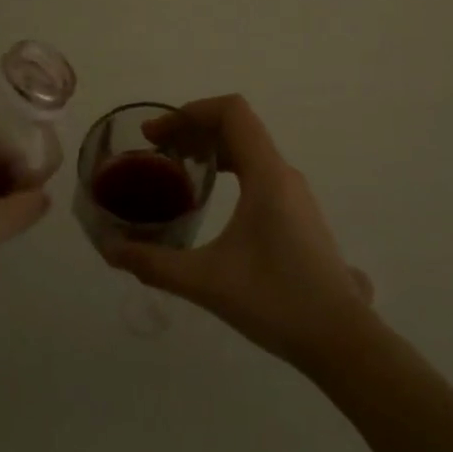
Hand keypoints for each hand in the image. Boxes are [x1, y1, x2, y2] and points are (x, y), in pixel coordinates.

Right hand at [102, 95, 374, 369]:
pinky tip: (208, 199)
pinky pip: (258, 170)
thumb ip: (155, 263)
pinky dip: (227, 167)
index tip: (155, 135)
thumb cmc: (276, 302)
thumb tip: (111, 251)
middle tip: (155, 151)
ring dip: (210, 148)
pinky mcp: (297, 213)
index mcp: (266, 175)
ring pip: (249, 149)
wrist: (341, 340)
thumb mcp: (206, 282)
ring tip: (176, 170)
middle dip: (192, 129)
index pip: (231, 112)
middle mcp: (283, 174)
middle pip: (237, 126)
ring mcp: (294, 193)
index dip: (189, 111)